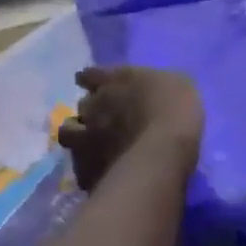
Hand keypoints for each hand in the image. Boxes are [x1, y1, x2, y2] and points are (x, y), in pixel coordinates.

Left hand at [57, 66, 203, 190]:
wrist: (161, 155)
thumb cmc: (175, 111)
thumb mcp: (178, 84)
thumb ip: (157, 85)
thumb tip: (153, 87)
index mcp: (114, 80)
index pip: (90, 74)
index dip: (91, 79)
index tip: (92, 83)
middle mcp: (93, 105)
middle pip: (82, 104)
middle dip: (90, 110)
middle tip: (104, 119)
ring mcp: (84, 137)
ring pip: (68, 132)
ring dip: (78, 135)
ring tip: (91, 144)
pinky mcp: (85, 168)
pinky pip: (81, 165)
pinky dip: (88, 166)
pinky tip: (100, 171)